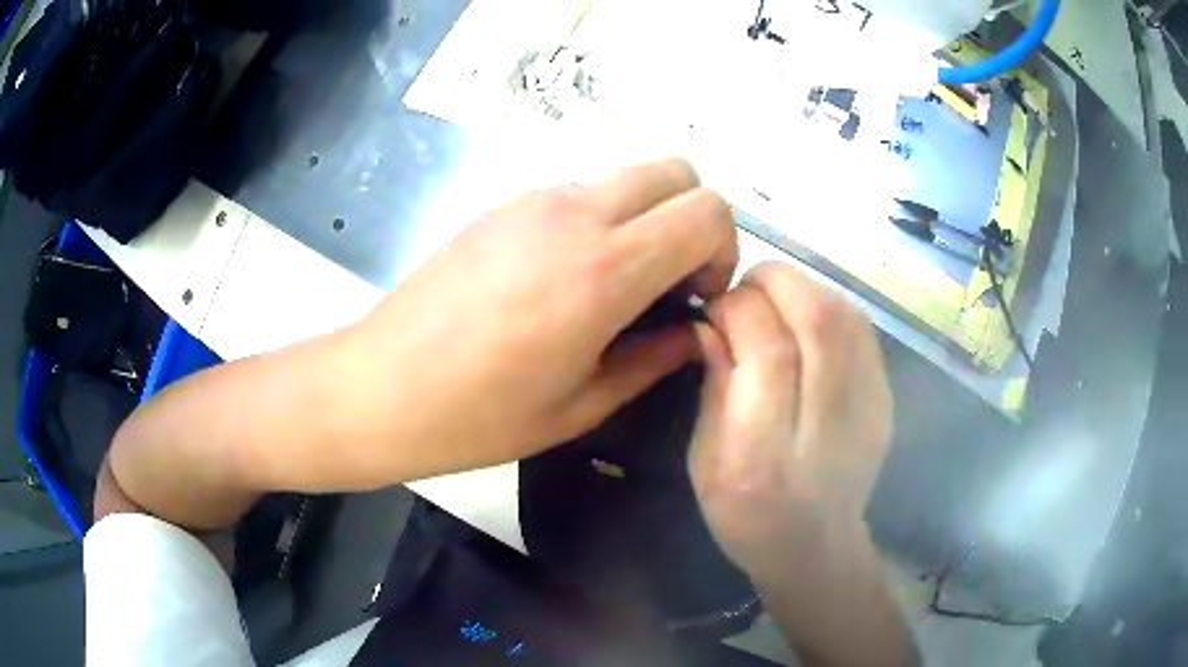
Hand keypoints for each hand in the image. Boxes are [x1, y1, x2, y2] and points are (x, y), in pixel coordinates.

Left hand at [352, 159, 737, 478]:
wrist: (380, 387)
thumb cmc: (479, 416)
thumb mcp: (582, 406)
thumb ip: (655, 358)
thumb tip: (696, 331)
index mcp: (604, 269)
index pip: (708, 210)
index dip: (722, 250)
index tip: (696, 296)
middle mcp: (575, 214)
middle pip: (675, 172)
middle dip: (693, 219)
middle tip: (669, 280)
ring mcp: (533, 201)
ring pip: (626, 177)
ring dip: (645, 219)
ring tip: (613, 285)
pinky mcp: (504, 204)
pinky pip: (580, 192)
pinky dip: (601, 220)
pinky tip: (563, 278)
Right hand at [689, 262, 891, 579]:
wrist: (815, 545)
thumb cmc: (745, 513)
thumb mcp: (705, 459)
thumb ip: (713, 384)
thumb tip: (711, 320)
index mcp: (768, 451)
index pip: (767, 346)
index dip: (737, 309)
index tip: (714, 309)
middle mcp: (828, 423)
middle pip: (816, 318)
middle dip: (772, 283)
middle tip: (744, 290)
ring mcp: (869, 406)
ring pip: (843, 312)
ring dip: (801, 289)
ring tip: (773, 302)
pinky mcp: (886, 396)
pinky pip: (860, 326)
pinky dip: (827, 305)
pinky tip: (806, 321)